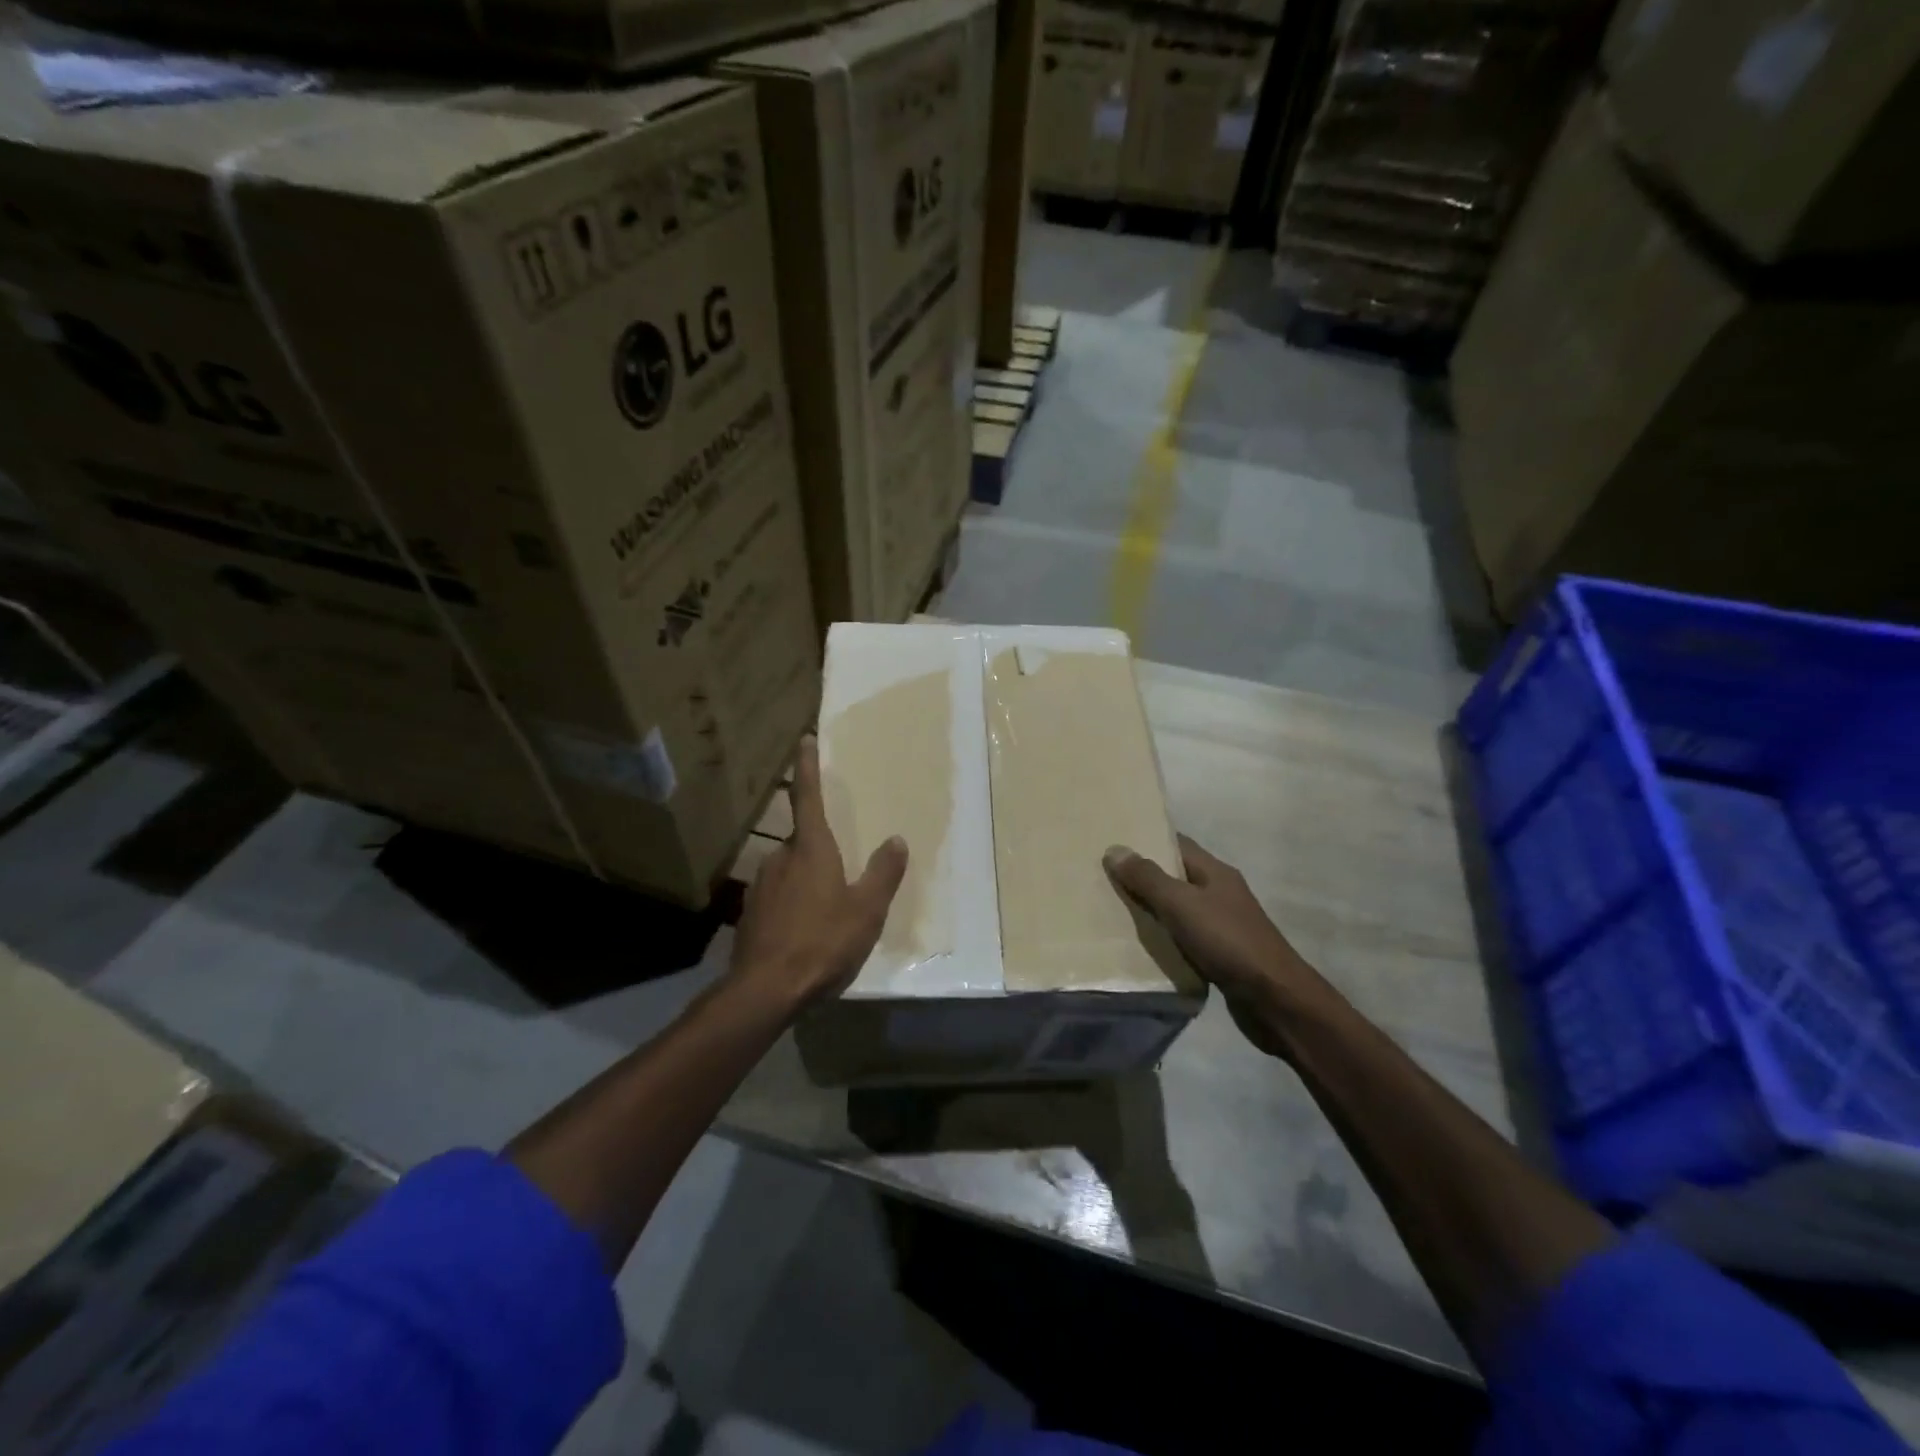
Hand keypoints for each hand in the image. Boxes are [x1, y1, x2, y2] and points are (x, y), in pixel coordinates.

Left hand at [732, 735, 907, 1016]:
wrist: (765, 990)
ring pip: (789, 871)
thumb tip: (896, 840)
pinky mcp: (751, 913)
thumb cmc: (823, 942)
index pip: (808, 797)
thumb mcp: (866, 911)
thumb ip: (883, 874)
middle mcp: (781, 858)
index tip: (804, 740)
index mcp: (811, 850)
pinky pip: (778, 897)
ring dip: (806, 881)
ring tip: (826, 913)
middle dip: (819, 850)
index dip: (808, 767)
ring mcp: (761, 885)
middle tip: (841, 875)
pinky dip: (792, 905)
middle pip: (802, 840)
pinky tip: (804, 933)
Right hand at [1104, 835, 1330, 1058]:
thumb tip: (1115, 849)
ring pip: (1179, 907)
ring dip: (1152, 908)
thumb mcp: (1181, 904)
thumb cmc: (1227, 941)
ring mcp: (1223, 924)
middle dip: (1143, 875)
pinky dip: (1164, 936)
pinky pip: (1185, 936)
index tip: (1112, 842)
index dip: (1146, 840)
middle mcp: (1220, 892)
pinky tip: (1141, 944)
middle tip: (1103, 877)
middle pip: (1176, 875)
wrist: (1275, 999)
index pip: (1177, 844)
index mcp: (1215, 872)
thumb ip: (1147, 878)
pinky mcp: (1222, 953)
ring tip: (1113, 909)